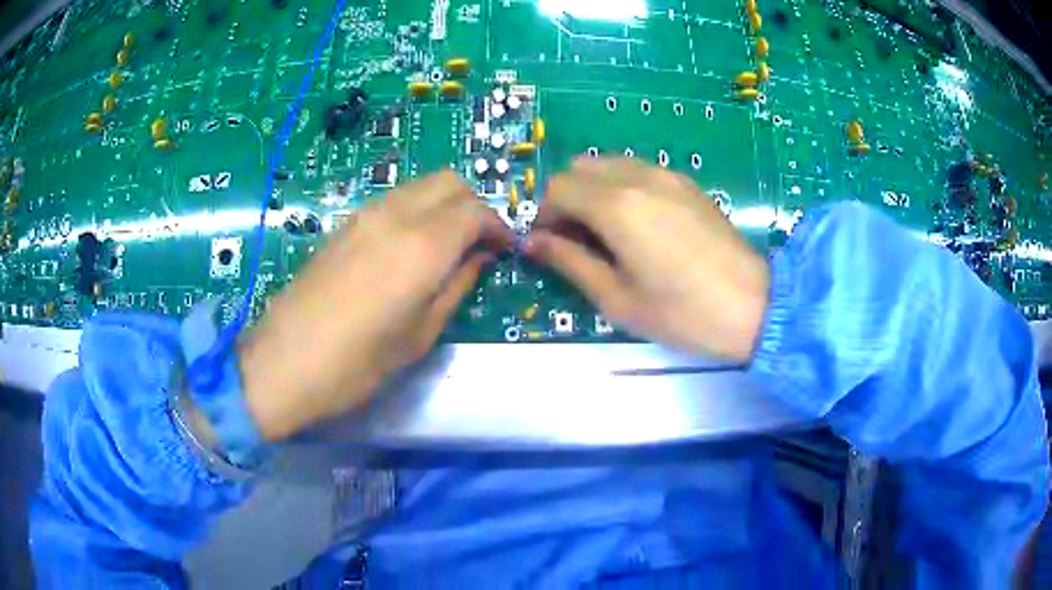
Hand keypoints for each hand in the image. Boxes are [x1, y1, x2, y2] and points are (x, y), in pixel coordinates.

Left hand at [239, 171, 512, 440]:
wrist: (284, 362)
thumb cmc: (358, 363)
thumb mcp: (420, 334)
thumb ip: (457, 286)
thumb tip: (480, 257)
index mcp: (422, 245)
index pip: (476, 211)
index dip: (498, 226)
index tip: (505, 249)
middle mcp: (396, 215)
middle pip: (449, 181)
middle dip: (474, 205)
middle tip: (478, 242)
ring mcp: (365, 215)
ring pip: (420, 185)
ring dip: (444, 204)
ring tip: (448, 244)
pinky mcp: (345, 224)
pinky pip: (394, 200)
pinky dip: (417, 209)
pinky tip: (411, 247)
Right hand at [525, 157, 769, 361]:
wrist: (753, 306)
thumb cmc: (682, 312)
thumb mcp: (617, 298)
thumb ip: (569, 262)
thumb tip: (532, 243)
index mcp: (616, 205)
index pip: (557, 189)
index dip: (543, 216)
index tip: (548, 245)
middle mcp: (637, 177)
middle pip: (579, 168)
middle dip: (565, 199)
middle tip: (575, 239)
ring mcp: (666, 174)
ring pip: (609, 164)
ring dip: (593, 190)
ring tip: (606, 233)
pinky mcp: (686, 182)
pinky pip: (638, 171)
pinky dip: (621, 188)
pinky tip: (638, 225)